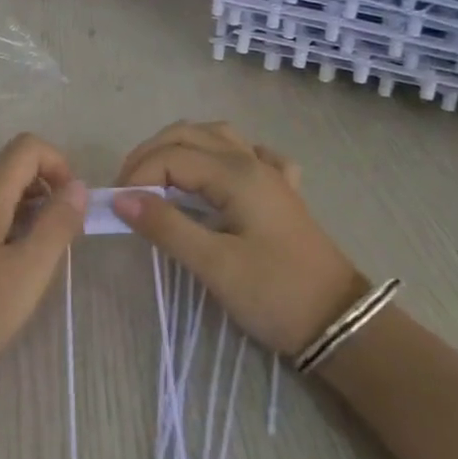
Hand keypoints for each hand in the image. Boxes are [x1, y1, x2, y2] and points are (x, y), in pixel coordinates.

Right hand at [113, 121, 361, 356]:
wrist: (341, 324)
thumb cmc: (276, 294)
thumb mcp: (215, 265)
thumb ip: (166, 227)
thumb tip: (121, 198)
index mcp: (235, 174)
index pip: (170, 157)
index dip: (137, 176)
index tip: (116, 207)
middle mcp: (251, 161)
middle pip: (188, 134)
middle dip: (150, 154)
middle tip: (128, 190)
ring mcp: (270, 173)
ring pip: (216, 136)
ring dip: (182, 146)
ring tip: (159, 176)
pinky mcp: (282, 192)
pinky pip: (248, 154)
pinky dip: (222, 155)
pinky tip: (216, 175)